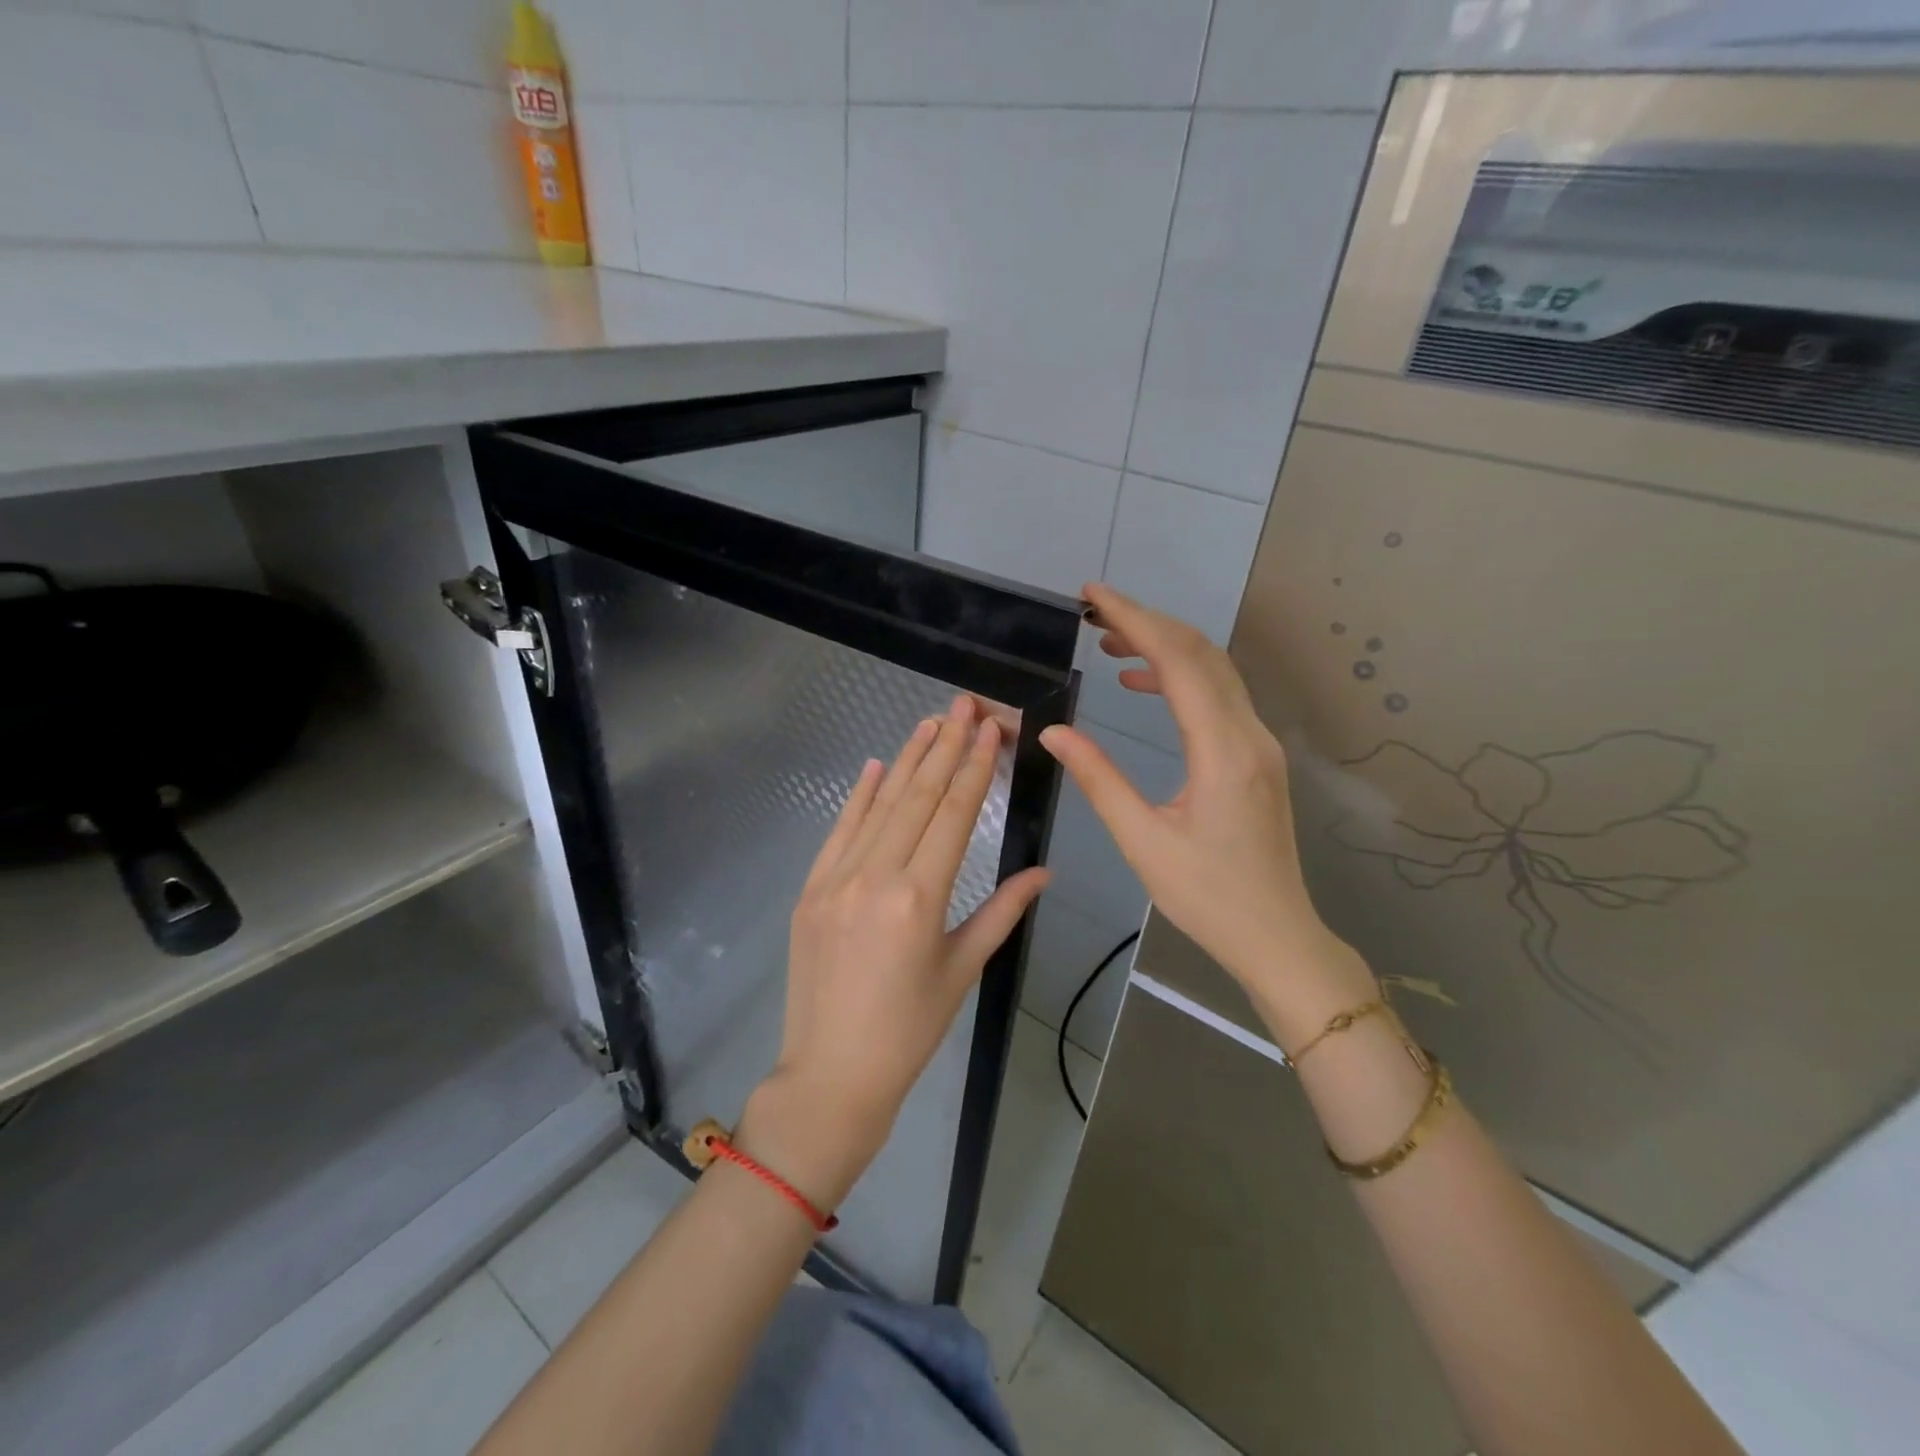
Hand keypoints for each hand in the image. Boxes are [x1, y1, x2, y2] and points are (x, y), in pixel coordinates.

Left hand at [742, 696, 1049, 1209]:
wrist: (832, 1075)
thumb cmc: (910, 1030)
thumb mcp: (963, 969)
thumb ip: (1003, 911)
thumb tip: (1044, 871)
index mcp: (919, 897)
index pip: (952, 815)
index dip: (973, 768)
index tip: (989, 730)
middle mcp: (875, 876)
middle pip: (917, 798)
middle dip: (944, 748)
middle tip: (963, 706)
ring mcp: (835, 880)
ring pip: (878, 807)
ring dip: (906, 761)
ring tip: (929, 723)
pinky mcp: (810, 891)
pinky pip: (839, 832)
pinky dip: (858, 797)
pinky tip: (876, 766)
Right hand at [1039, 584, 1375, 1051]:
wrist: (1276, 935)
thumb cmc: (1206, 896)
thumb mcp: (1142, 840)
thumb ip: (1098, 778)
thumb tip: (1054, 731)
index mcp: (1222, 751)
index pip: (1179, 662)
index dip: (1135, 620)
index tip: (1093, 595)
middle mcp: (1249, 734)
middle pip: (1201, 653)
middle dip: (1147, 622)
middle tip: (1094, 610)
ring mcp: (1259, 743)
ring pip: (1213, 670)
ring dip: (1164, 646)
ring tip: (1111, 642)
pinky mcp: (1257, 756)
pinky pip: (1218, 697)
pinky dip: (1180, 677)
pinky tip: (1142, 685)